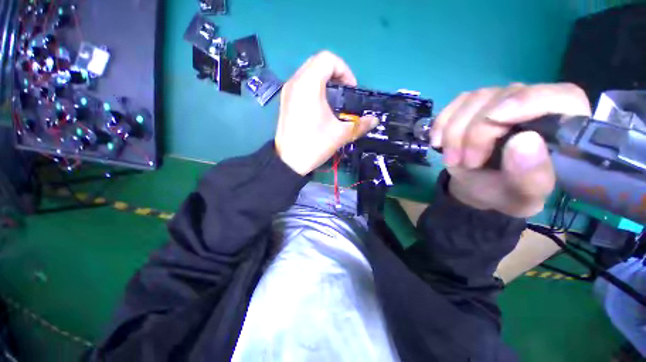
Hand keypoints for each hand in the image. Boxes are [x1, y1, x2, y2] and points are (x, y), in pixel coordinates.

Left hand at [275, 51, 377, 175]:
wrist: (289, 162)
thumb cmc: (314, 145)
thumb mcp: (340, 134)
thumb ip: (360, 125)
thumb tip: (375, 120)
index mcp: (308, 84)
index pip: (328, 59)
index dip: (345, 70)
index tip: (351, 89)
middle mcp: (295, 82)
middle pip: (317, 63)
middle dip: (335, 74)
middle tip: (344, 92)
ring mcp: (287, 91)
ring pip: (308, 73)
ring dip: (324, 80)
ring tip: (334, 100)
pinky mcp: (285, 101)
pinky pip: (301, 84)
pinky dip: (314, 88)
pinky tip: (320, 106)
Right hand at [431, 83, 590, 217]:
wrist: (479, 187)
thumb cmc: (507, 192)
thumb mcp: (522, 196)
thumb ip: (531, 176)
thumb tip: (524, 141)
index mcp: (563, 125)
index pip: (558, 96)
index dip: (526, 101)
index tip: (494, 120)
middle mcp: (534, 104)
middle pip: (504, 97)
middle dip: (476, 132)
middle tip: (464, 162)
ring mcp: (501, 100)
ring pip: (474, 100)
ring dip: (454, 133)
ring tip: (452, 159)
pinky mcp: (474, 105)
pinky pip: (454, 105)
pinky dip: (442, 124)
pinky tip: (438, 143)